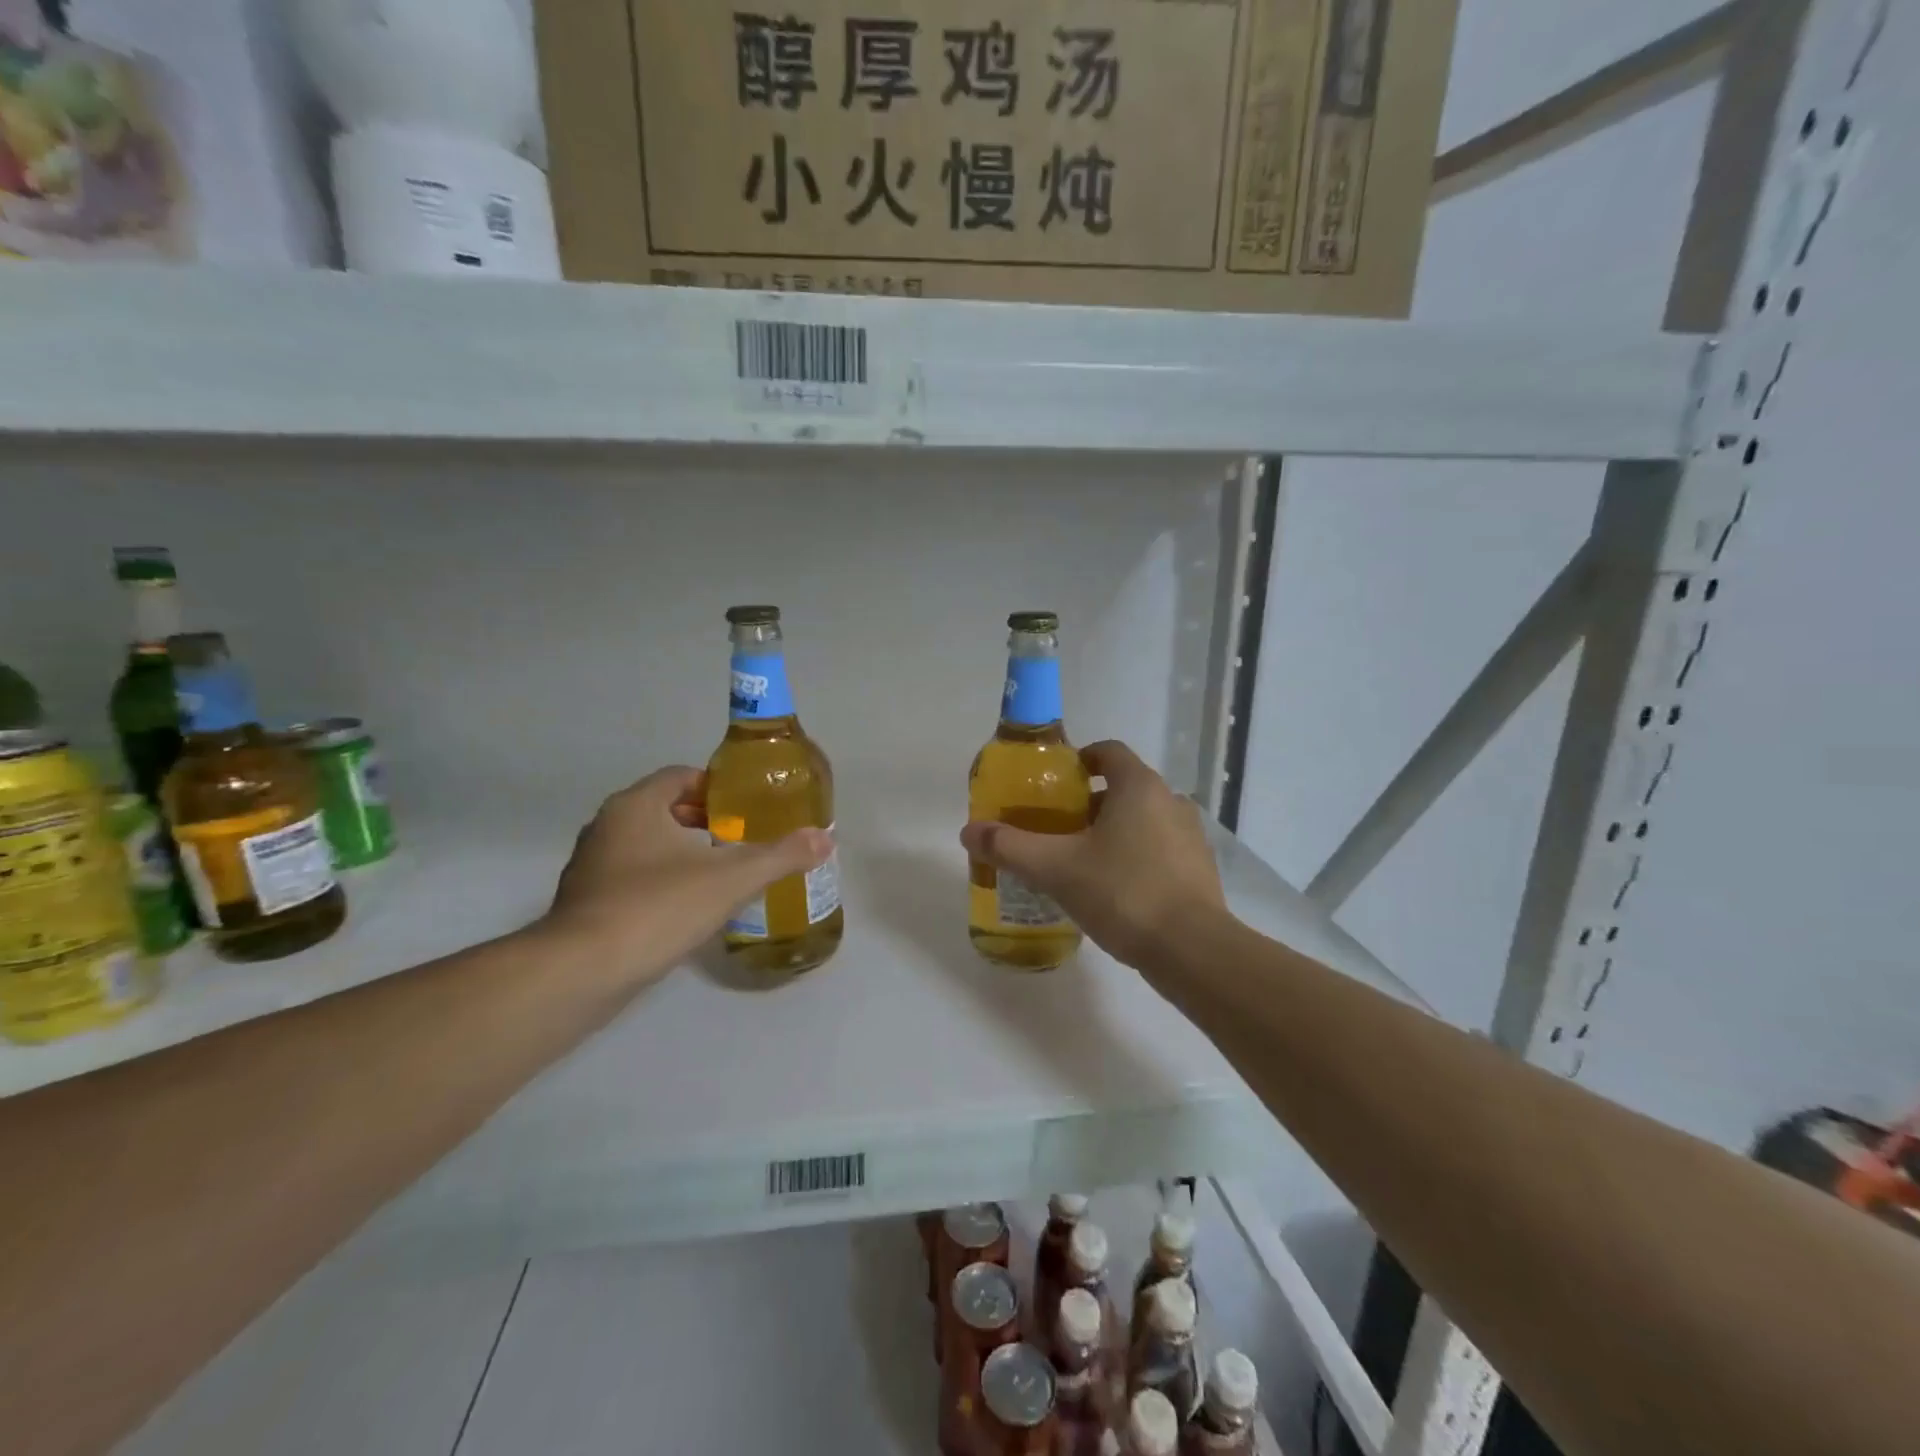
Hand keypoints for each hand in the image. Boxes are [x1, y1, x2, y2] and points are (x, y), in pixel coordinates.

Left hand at [544, 767, 832, 986]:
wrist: (580, 972)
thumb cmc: (657, 907)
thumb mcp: (731, 879)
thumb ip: (780, 855)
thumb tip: (826, 838)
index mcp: (637, 805)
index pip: (681, 776)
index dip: (717, 787)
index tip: (747, 809)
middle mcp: (607, 826)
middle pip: (664, 809)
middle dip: (704, 821)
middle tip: (742, 841)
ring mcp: (590, 866)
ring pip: (645, 845)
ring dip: (681, 853)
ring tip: (721, 875)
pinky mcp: (584, 904)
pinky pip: (630, 878)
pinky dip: (659, 883)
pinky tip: (686, 910)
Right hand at [960, 740, 1226, 970]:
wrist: (1192, 950)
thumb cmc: (1122, 892)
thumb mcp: (1056, 869)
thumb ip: (1010, 847)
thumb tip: (968, 831)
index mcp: (1138, 786)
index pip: (1108, 752)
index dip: (1079, 760)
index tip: (1054, 785)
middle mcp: (1170, 801)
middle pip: (1123, 788)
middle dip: (1088, 804)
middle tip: (1057, 829)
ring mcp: (1191, 836)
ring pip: (1143, 820)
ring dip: (1113, 832)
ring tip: (1081, 862)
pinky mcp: (1200, 870)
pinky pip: (1160, 849)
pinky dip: (1136, 857)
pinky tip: (1114, 891)